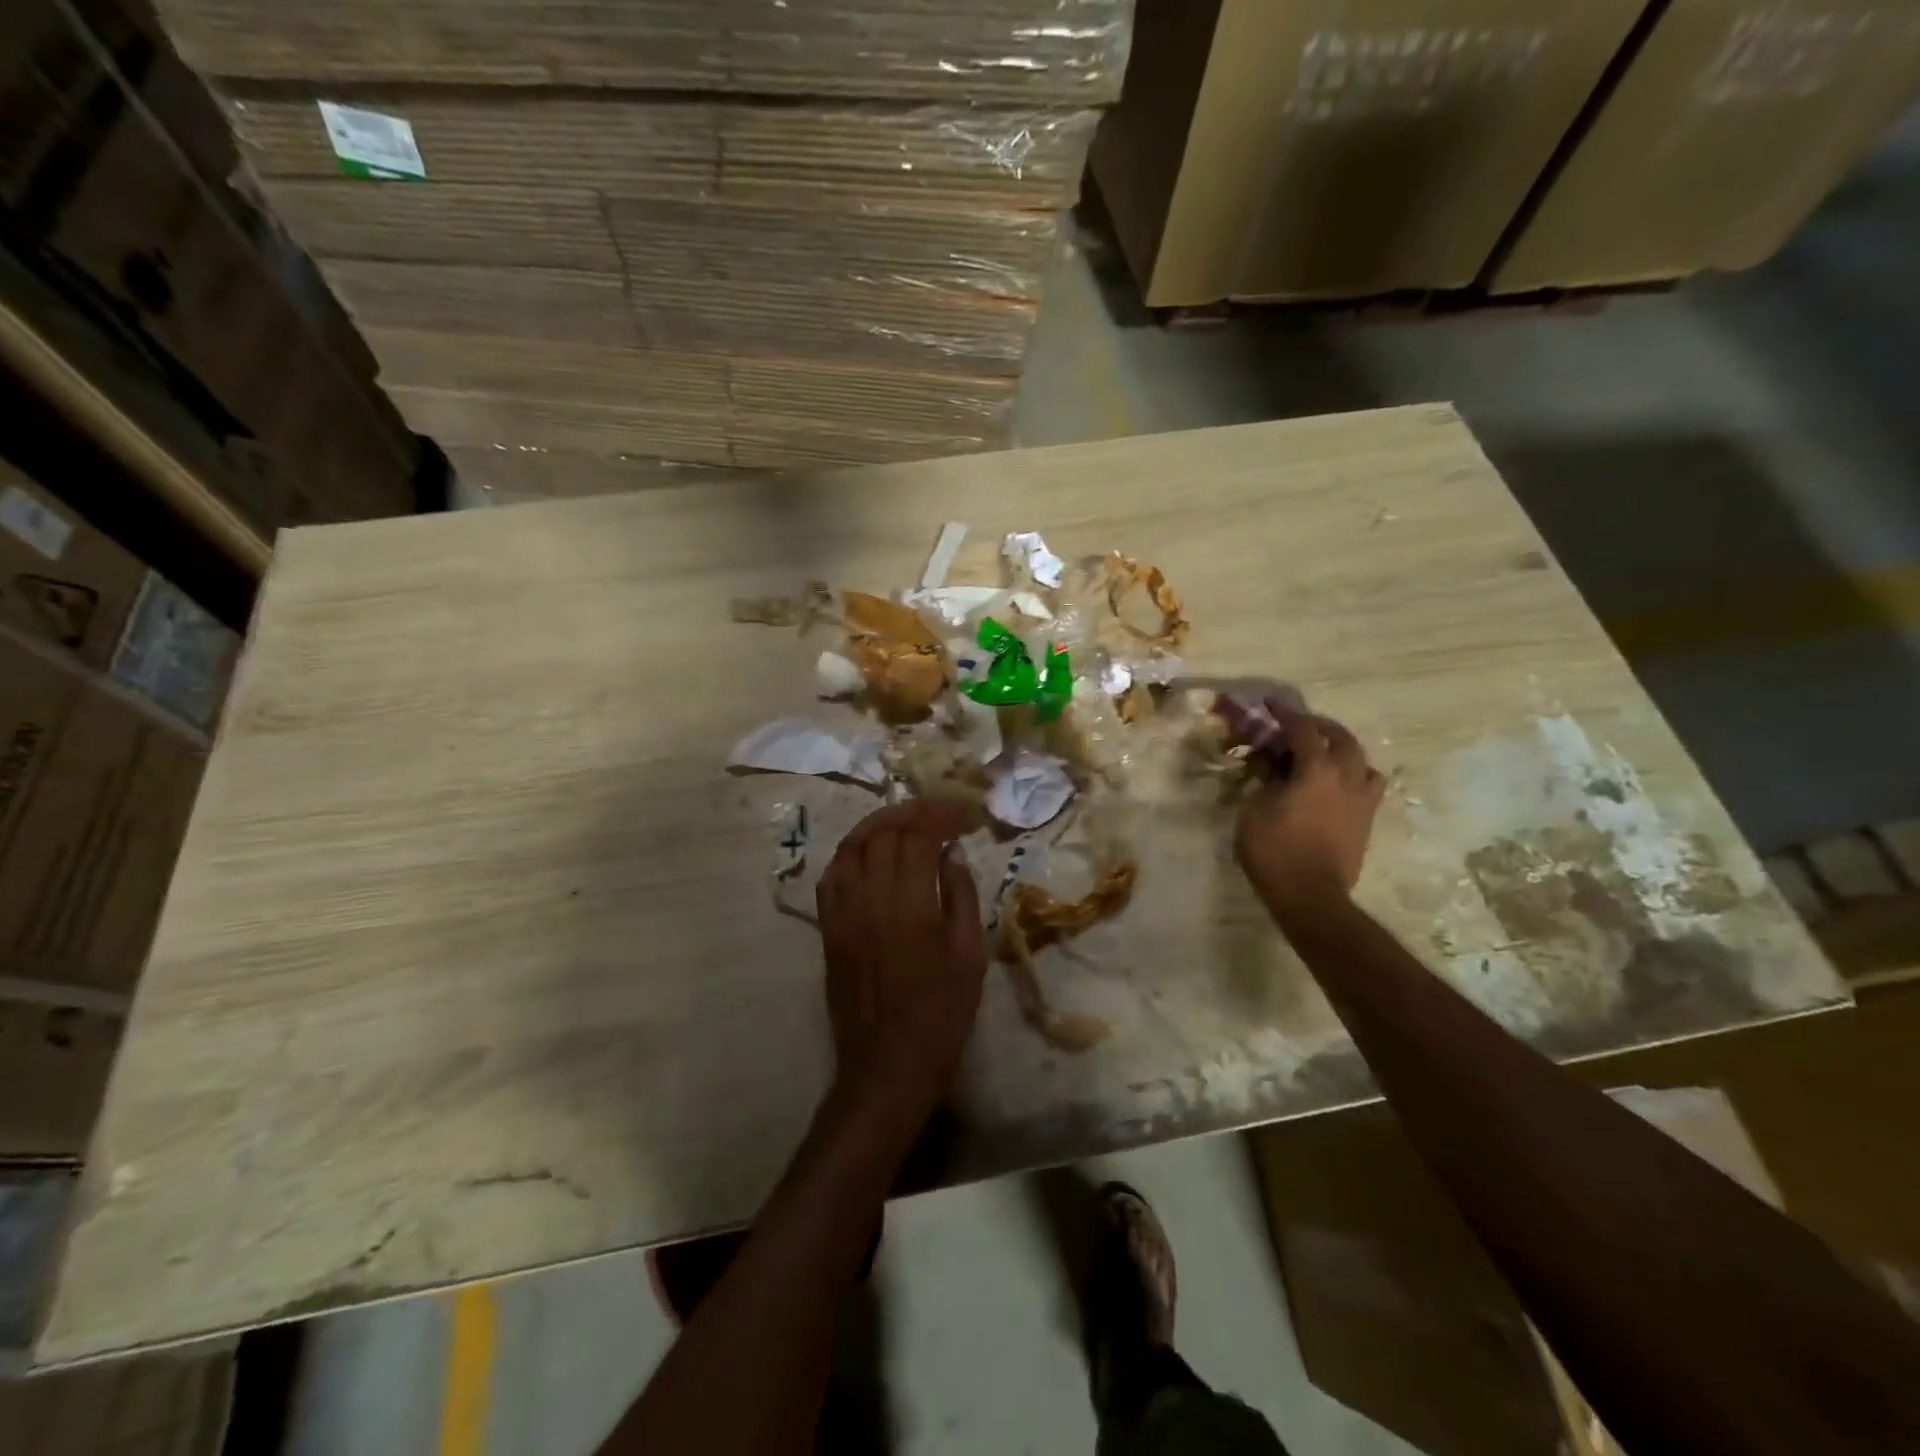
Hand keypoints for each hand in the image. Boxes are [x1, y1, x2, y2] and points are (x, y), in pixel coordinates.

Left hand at [816, 799, 986, 1133]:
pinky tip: (872, 852)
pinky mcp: (827, 927)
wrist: (887, 1066)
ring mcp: (841, 912)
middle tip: (941, 812)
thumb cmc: (941, 1016)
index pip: (919, 836)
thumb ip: (961, 897)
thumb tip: (951, 856)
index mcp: (909, 906)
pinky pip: (832, 874)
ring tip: (908, 821)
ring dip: (880, 823)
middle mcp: (869, 899)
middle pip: (883, 831)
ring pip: (852, 845)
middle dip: (914, 812)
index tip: (967, 815)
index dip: (943, 815)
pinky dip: (853, 851)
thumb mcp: (969, 958)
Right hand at [1221, 700, 1384, 917]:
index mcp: (1316, 769)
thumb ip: (1264, 781)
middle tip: (1300, 726)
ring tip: (1326, 757)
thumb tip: (1272, 770)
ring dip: (1344, 752)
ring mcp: (1362, 800)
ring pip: (1362, 762)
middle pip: (1341, 738)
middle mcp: (1346, 777)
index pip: (1302, 729)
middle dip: (1320, 727)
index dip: (1285, 714)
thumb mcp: (1253, 808)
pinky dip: (1352, 778)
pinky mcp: (1366, 822)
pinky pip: (1366, 788)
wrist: (1310, 895)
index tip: (1270, 704)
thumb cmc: (1274, 849)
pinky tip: (1336, 788)